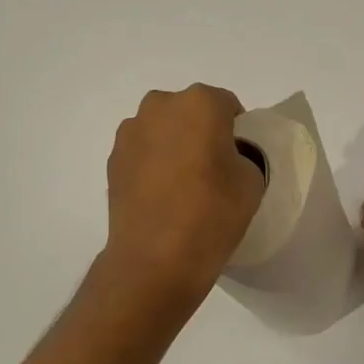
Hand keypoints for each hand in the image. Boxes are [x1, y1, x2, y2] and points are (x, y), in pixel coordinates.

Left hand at [103, 85, 265, 307]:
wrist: (154, 260)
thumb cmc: (212, 214)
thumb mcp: (252, 181)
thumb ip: (243, 156)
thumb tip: (224, 157)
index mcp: (200, 103)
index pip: (228, 105)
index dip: (237, 131)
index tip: (238, 159)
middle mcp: (160, 106)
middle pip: (190, 111)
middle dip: (202, 131)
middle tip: (212, 169)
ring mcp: (130, 132)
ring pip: (163, 130)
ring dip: (174, 146)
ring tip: (183, 186)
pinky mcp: (112, 159)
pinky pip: (143, 152)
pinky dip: (153, 165)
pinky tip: (161, 197)